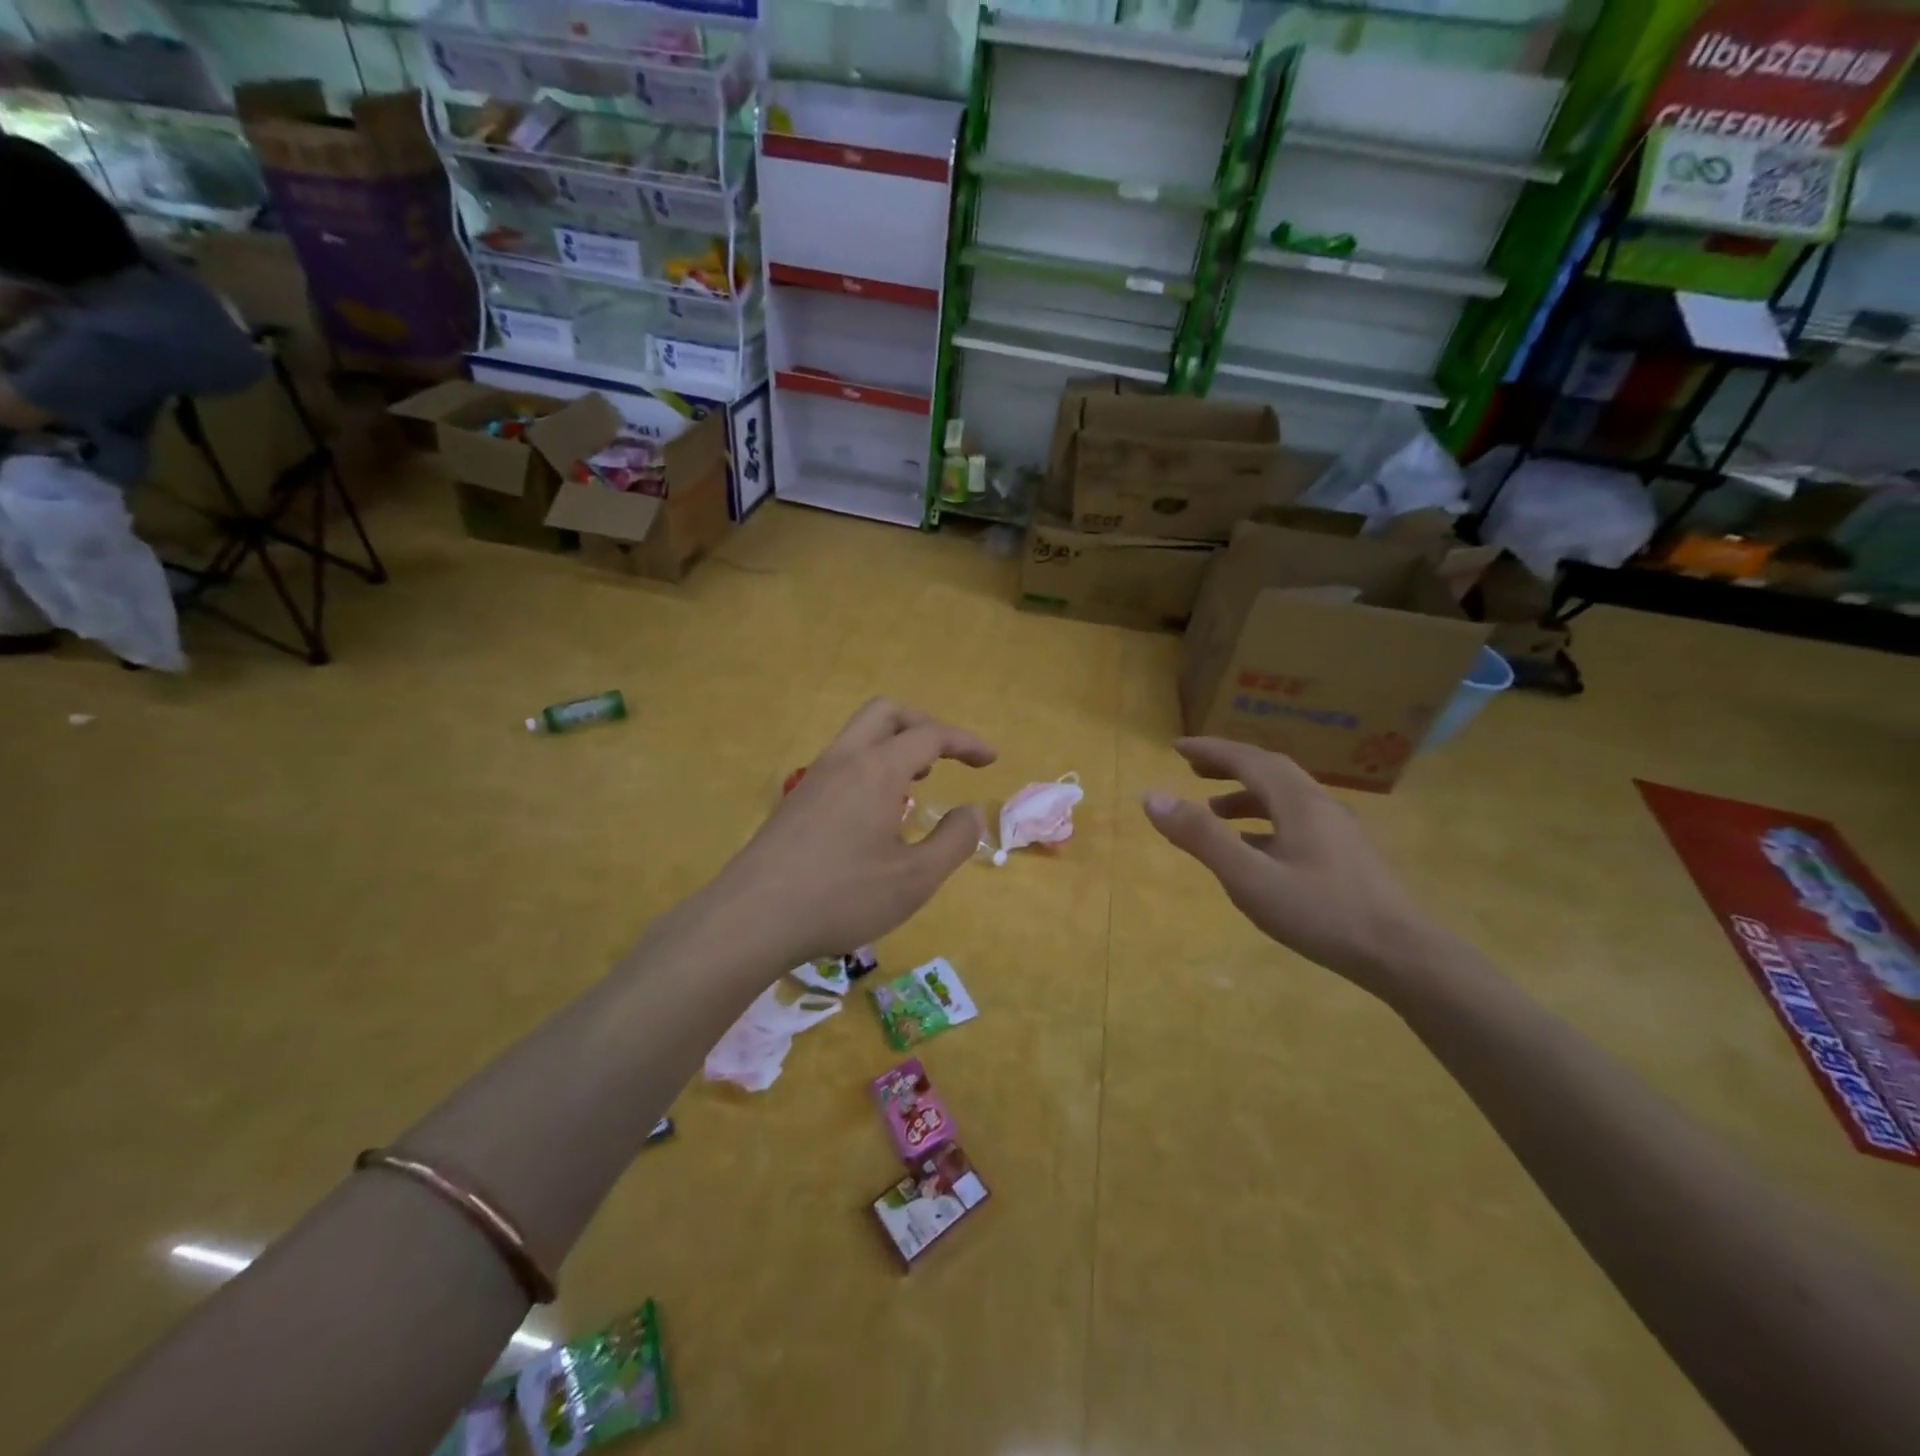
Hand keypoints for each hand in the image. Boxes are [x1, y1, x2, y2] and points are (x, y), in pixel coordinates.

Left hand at [714, 699, 996, 963]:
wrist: (751, 918)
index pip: (930, 735)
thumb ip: (954, 842)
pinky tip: (878, 811)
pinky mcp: (796, 802)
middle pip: (887, 713)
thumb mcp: (914, 879)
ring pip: (860, 735)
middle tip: (949, 756)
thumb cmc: (841, 897)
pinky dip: (872, 766)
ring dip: (896, 744)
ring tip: (919, 780)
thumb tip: (971, 812)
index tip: (990, 760)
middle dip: (925, 725)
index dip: (966, 742)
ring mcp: (814, 778)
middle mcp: (844, 761)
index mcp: (877, 770)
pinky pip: (843, 762)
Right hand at [1142, 738, 1441, 996]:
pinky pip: (1297, 821)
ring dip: (1246, 794)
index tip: (1175, 747)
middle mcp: (1319, 804)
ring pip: (1285, 797)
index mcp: (1297, 801)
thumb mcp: (1249, 878)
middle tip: (1193, 769)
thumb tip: (1152, 796)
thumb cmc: (1321, 913)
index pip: (1246, 758)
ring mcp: (1338, 830)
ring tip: (1214, 810)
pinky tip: (1255, 849)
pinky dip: (1265, 821)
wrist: (1403, 955)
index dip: (1209, 749)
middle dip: (1228, 765)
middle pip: (1269, 770)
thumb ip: (1201, 836)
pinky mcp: (1346, 855)